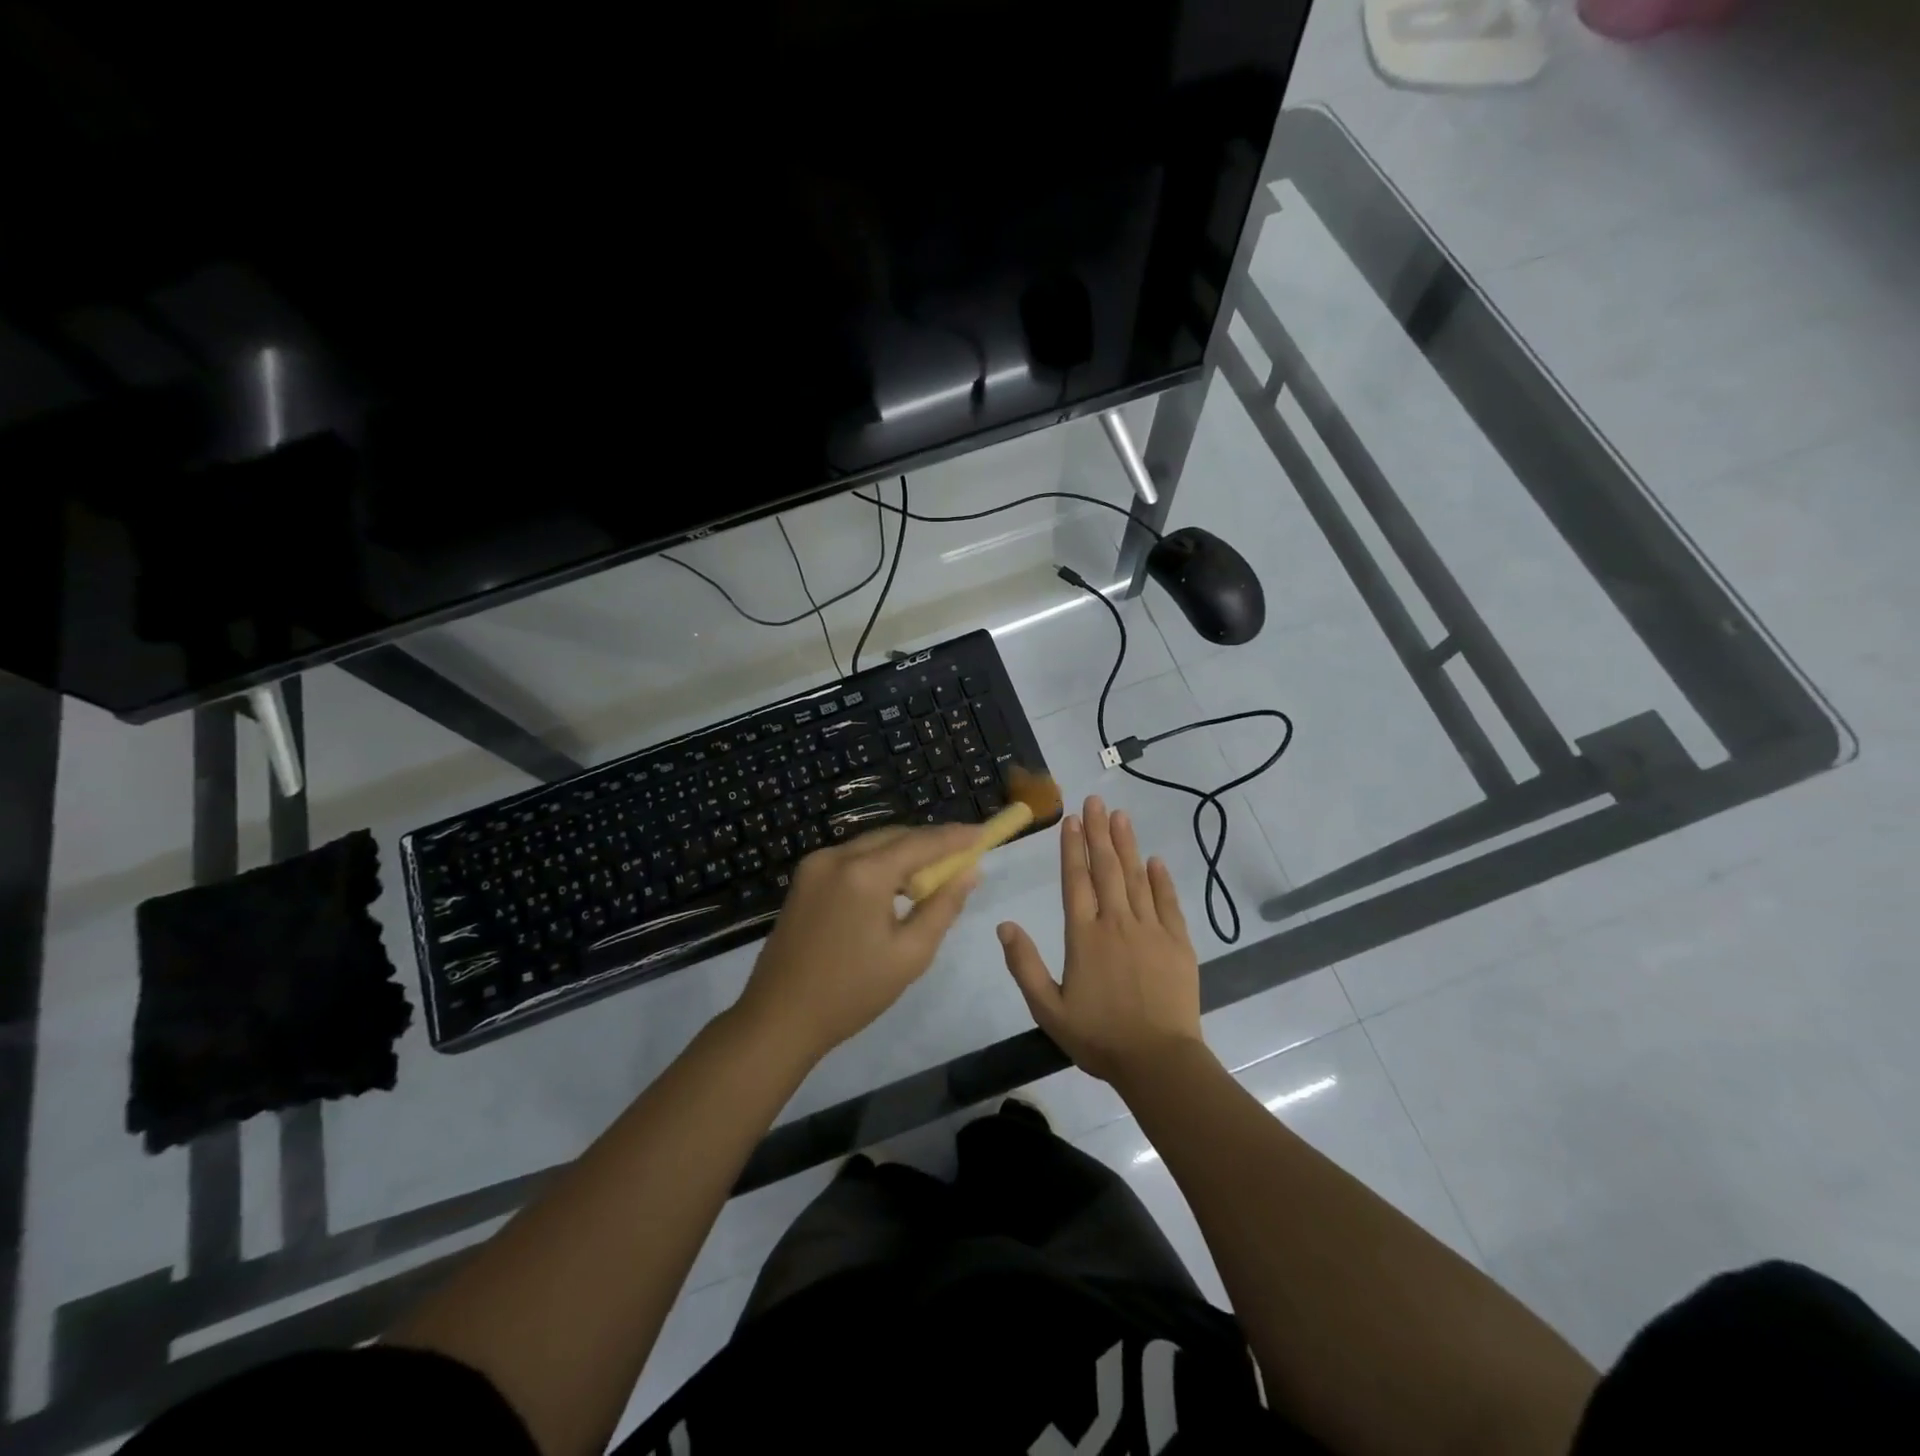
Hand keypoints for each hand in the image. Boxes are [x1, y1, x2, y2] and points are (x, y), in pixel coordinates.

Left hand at [737, 824, 982, 1063]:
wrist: (778, 1017)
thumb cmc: (851, 992)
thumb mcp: (910, 954)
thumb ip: (944, 906)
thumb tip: (970, 871)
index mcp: (865, 873)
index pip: (922, 842)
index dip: (956, 837)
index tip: (984, 833)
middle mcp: (837, 855)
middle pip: (896, 836)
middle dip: (931, 843)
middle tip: (963, 857)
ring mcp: (816, 863)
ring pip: (873, 844)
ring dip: (905, 853)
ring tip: (933, 876)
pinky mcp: (805, 877)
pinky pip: (853, 857)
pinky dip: (879, 863)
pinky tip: (895, 887)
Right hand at [998, 796, 1205, 1086]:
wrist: (1158, 1061)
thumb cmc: (1099, 1037)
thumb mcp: (1048, 1008)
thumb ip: (1024, 964)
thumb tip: (1004, 924)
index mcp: (1084, 936)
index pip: (1075, 881)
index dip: (1071, 847)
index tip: (1071, 819)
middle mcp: (1117, 923)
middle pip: (1106, 869)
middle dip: (1098, 832)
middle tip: (1095, 801)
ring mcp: (1151, 930)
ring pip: (1137, 878)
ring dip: (1127, 845)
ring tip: (1120, 816)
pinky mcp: (1177, 943)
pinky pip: (1168, 902)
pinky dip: (1161, 879)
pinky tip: (1155, 860)